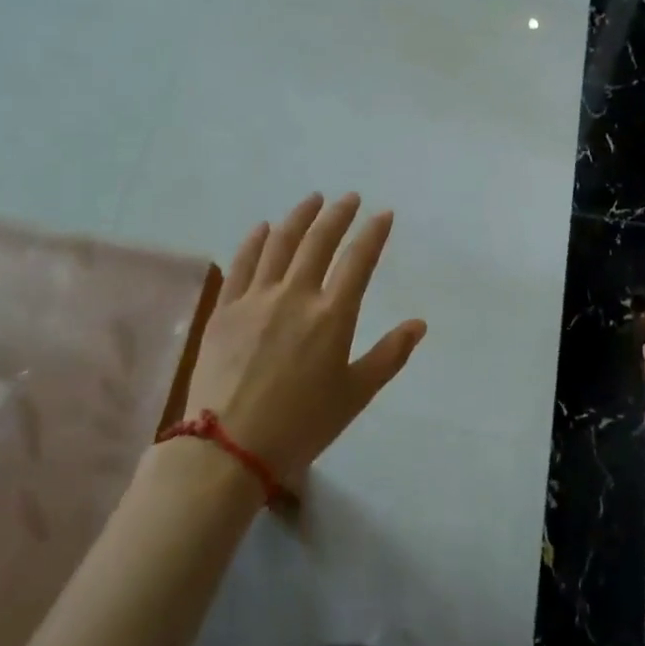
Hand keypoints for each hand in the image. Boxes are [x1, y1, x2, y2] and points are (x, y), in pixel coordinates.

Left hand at [185, 193, 426, 483]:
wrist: (228, 447)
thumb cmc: (301, 425)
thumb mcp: (355, 395)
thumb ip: (389, 355)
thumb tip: (418, 324)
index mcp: (332, 315)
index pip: (358, 260)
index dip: (373, 233)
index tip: (383, 213)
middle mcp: (295, 295)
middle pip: (319, 241)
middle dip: (337, 215)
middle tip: (349, 198)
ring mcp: (256, 298)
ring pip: (280, 244)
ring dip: (299, 217)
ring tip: (312, 200)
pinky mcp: (225, 309)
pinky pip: (242, 263)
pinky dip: (255, 241)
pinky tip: (263, 227)